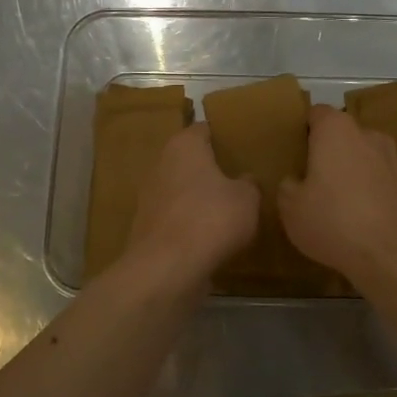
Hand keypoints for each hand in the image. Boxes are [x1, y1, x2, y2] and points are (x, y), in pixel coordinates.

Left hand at [125, 124, 259, 281]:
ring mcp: (150, 196)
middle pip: (189, 160)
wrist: (168, 268)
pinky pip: (176, 217)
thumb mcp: (248, 198)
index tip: (240, 145)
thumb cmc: (212, 218)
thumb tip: (244, 180)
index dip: (222, 135)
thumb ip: (249, 184)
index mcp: (184, 146)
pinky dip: (190, 222)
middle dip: (210, 168)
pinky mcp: (147, 227)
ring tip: (228, 208)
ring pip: (181, 189)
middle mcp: (161, 164)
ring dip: (199, 197)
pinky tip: (210, 235)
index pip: (203, 129)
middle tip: (238, 177)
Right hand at [279, 105, 396, 284]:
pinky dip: (371, 193)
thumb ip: (288, 187)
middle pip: (344, 135)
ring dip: (353, 172)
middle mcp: (369, 135)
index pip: (317, 113)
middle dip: (329, 151)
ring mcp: (394, 160)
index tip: (294, 149)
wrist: (394, 255)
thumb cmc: (334, 221)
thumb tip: (294, 181)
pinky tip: (361, 220)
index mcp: (337, 130)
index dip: (304, 128)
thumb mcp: (291, 208)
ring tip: (337, 201)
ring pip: (366, 158)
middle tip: (311, 178)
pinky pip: (382, 182)